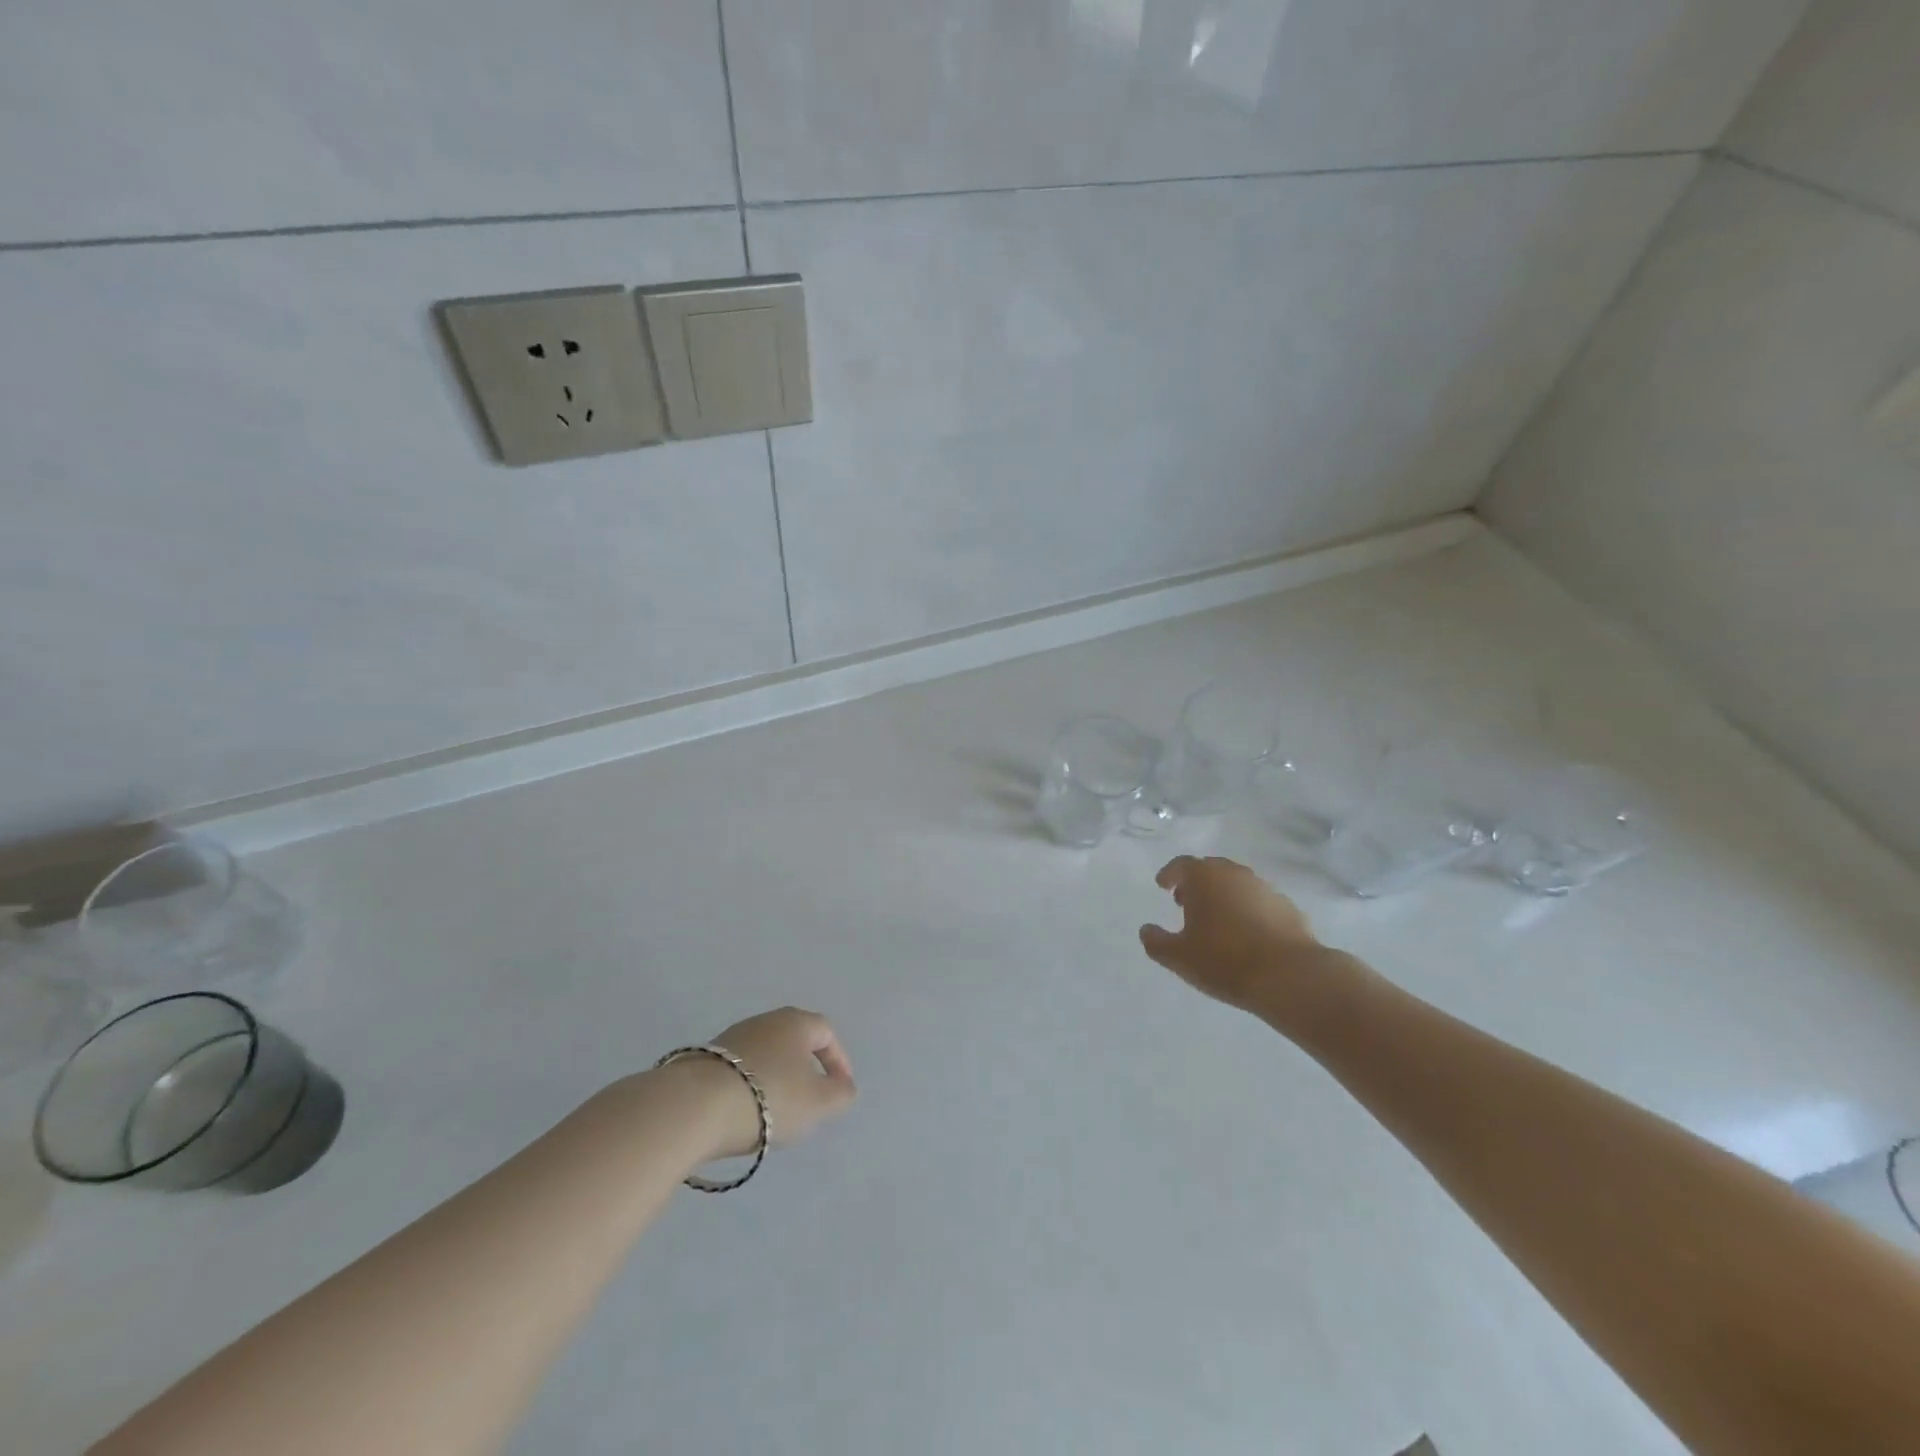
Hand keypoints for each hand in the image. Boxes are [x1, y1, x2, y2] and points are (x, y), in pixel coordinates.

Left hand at [686, 1007, 857, 1158]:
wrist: (696, 1106)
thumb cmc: (770, 1097)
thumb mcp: (817, 1103)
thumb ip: (840, 1094)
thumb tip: (844, 1086)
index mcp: (796, 1022)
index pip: (826, 1032)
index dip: (838, 1060)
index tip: (840, 1089)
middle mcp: (765, 1020)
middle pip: (794, 1040)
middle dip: (805, 1068)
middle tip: (810, 1099)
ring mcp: (732, 1037)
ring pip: (765, 1054)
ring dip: (776, 1078)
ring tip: (776, 1111)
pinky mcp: (705, 1058)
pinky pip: (740, 1069)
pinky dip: (750, 1086)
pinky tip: (745, 1111)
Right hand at [1140, 856, 1356, 1025]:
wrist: (1290, 976)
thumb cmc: (1224, 960)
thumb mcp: (1178, 958)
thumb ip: (1156, 942)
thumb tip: (1146, 930)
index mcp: (1204, 878)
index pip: (1181, 865)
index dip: (1169, 874)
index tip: (1162, 886)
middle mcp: (1234, 874)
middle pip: (1210, 870)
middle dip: (1196, 883)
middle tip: (1186, 901)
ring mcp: (1265, 888)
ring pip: (1236, 884)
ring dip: (1223, 896)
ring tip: (1216, 920)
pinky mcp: (1288, 907)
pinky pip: (1259, 902)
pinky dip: (1247, 910)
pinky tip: (1246, 934)